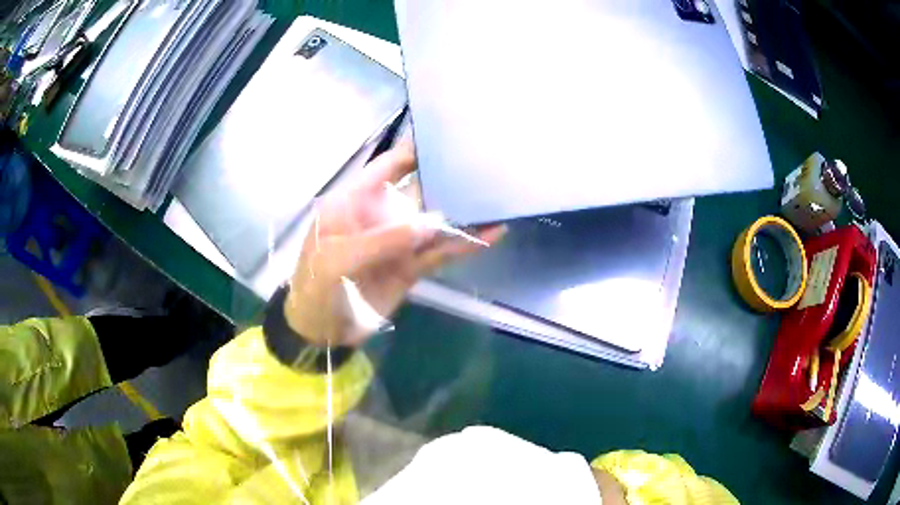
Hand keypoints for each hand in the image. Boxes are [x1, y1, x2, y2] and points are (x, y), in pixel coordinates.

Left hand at [284, 141, 505, 346]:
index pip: (387, 167)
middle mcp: (380, 215)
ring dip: (463, 213)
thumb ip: (383, 240)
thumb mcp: (338, 260)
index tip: (447, 138)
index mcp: (354, 201)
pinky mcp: (411, 267)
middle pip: (418, 190)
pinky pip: (440, 252)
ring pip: (435, 222)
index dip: (413, 151)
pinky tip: (491, 235)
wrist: (320, 332)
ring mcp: (397, 242)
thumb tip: (433, 223)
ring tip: (497, 199)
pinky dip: (464, 245)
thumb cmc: (317, 288)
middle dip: (447, 179)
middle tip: (485, 166)